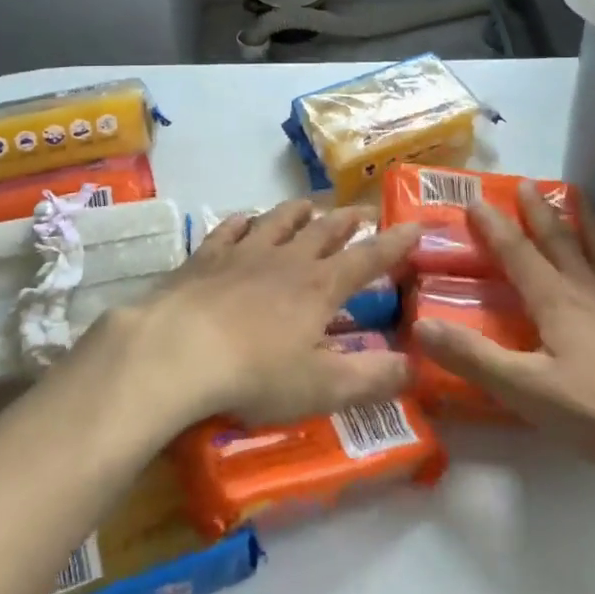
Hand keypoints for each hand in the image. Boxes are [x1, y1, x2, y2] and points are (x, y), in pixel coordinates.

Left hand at [108, 200, 420, 429]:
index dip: (396, 243)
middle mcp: (287, 258)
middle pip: (326, 229)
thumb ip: (373, 379)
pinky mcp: (206, 256)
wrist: (177, 350)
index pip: (369, 257)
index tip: (416, 225)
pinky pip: (231, 227)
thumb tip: (417, 367)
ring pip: (280, 218)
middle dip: (349, 219)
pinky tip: (245, 219)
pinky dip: (245, 220)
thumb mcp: (323, 388)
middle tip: (363, 211)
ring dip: (301, 211)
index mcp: (321, 286)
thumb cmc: (255, 373)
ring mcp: (244, 251)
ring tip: (311, 206)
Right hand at [411, 182, 594, 486]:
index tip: (474, 198)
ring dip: (582, 219)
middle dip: (537, 210)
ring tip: (577, 197)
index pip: (517, 251)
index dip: (493, 225)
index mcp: (556, 298)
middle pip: (559, 238)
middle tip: (525, 183)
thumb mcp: (527, 390)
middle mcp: (590, 287)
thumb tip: (421, 325)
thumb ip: (474, 357)